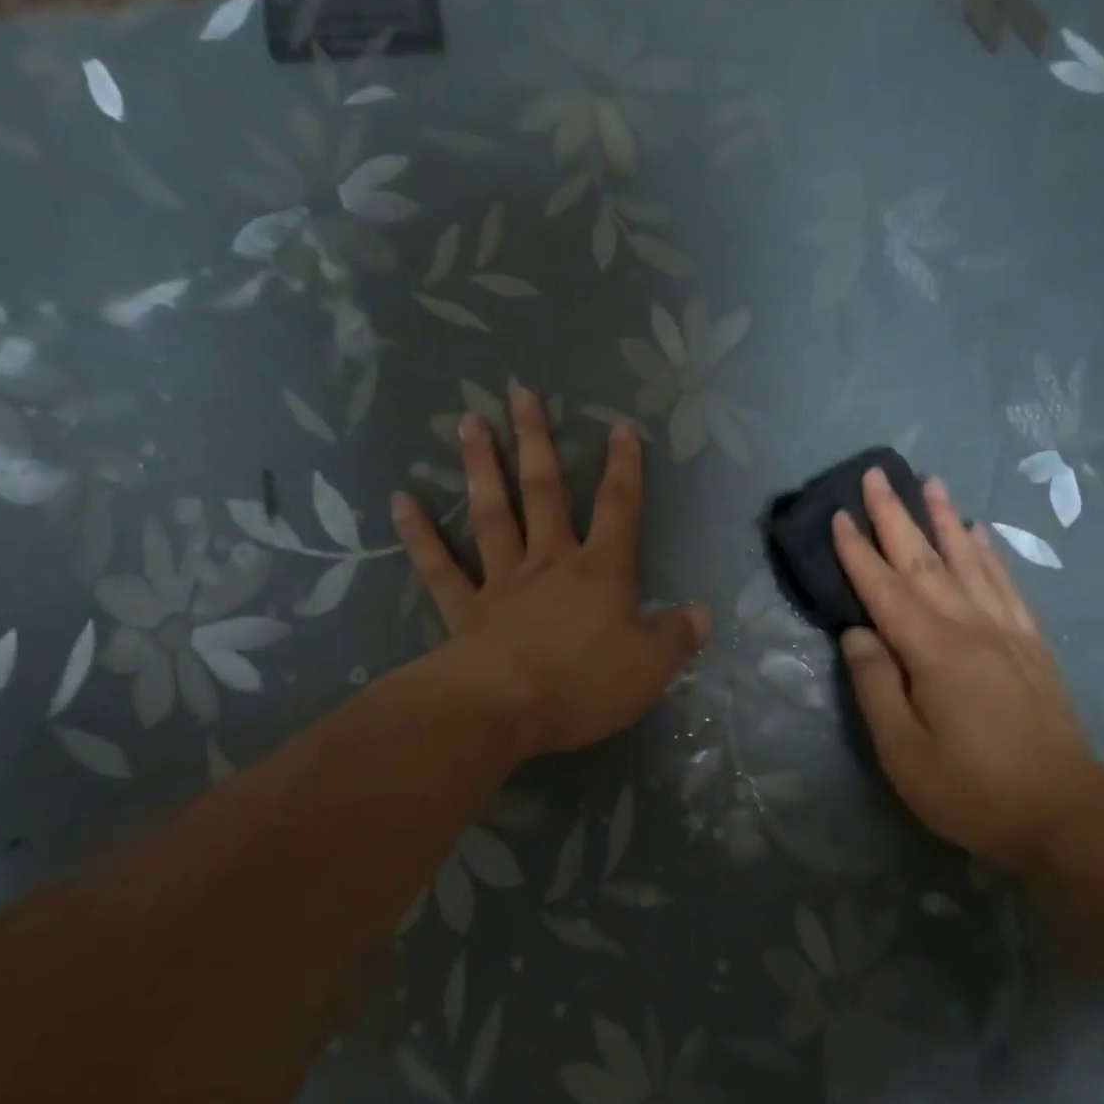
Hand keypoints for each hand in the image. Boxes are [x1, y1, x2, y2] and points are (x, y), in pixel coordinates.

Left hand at [392, 385, 710, 760]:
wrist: (504, 711)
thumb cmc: (584, 685)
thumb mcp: (650, 668)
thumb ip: (677, 637)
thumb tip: (703, 614)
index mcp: (600, 572)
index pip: (618, 508)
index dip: (624, 467)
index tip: (620, 426)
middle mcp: (550, 563)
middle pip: (544, 492)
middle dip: (537, 441)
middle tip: (520, 392)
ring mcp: (502, 582)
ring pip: (492, 514)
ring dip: (481, 468)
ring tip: (467, 422)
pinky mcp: (464, 609)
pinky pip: (439, 567)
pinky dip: (420, 535)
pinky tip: (401, 501)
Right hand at [832, 467, 1103, 865]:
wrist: (1066, 814)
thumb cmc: (972, 789)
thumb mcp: (904, 751)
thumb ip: (875, 686)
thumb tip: (857, 633)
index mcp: (933, 651)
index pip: (884, 588)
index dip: (857, 551)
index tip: (838, 514)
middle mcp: (970, 626)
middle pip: (925, 560)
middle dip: (896, 514)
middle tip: (877, 473)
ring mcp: (1006, 631)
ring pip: (969, 560)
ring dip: (945, 518)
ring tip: (930, 481)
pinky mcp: (1031, 645)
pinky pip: (1006, 584)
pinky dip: (989, 553)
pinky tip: (980, 534)